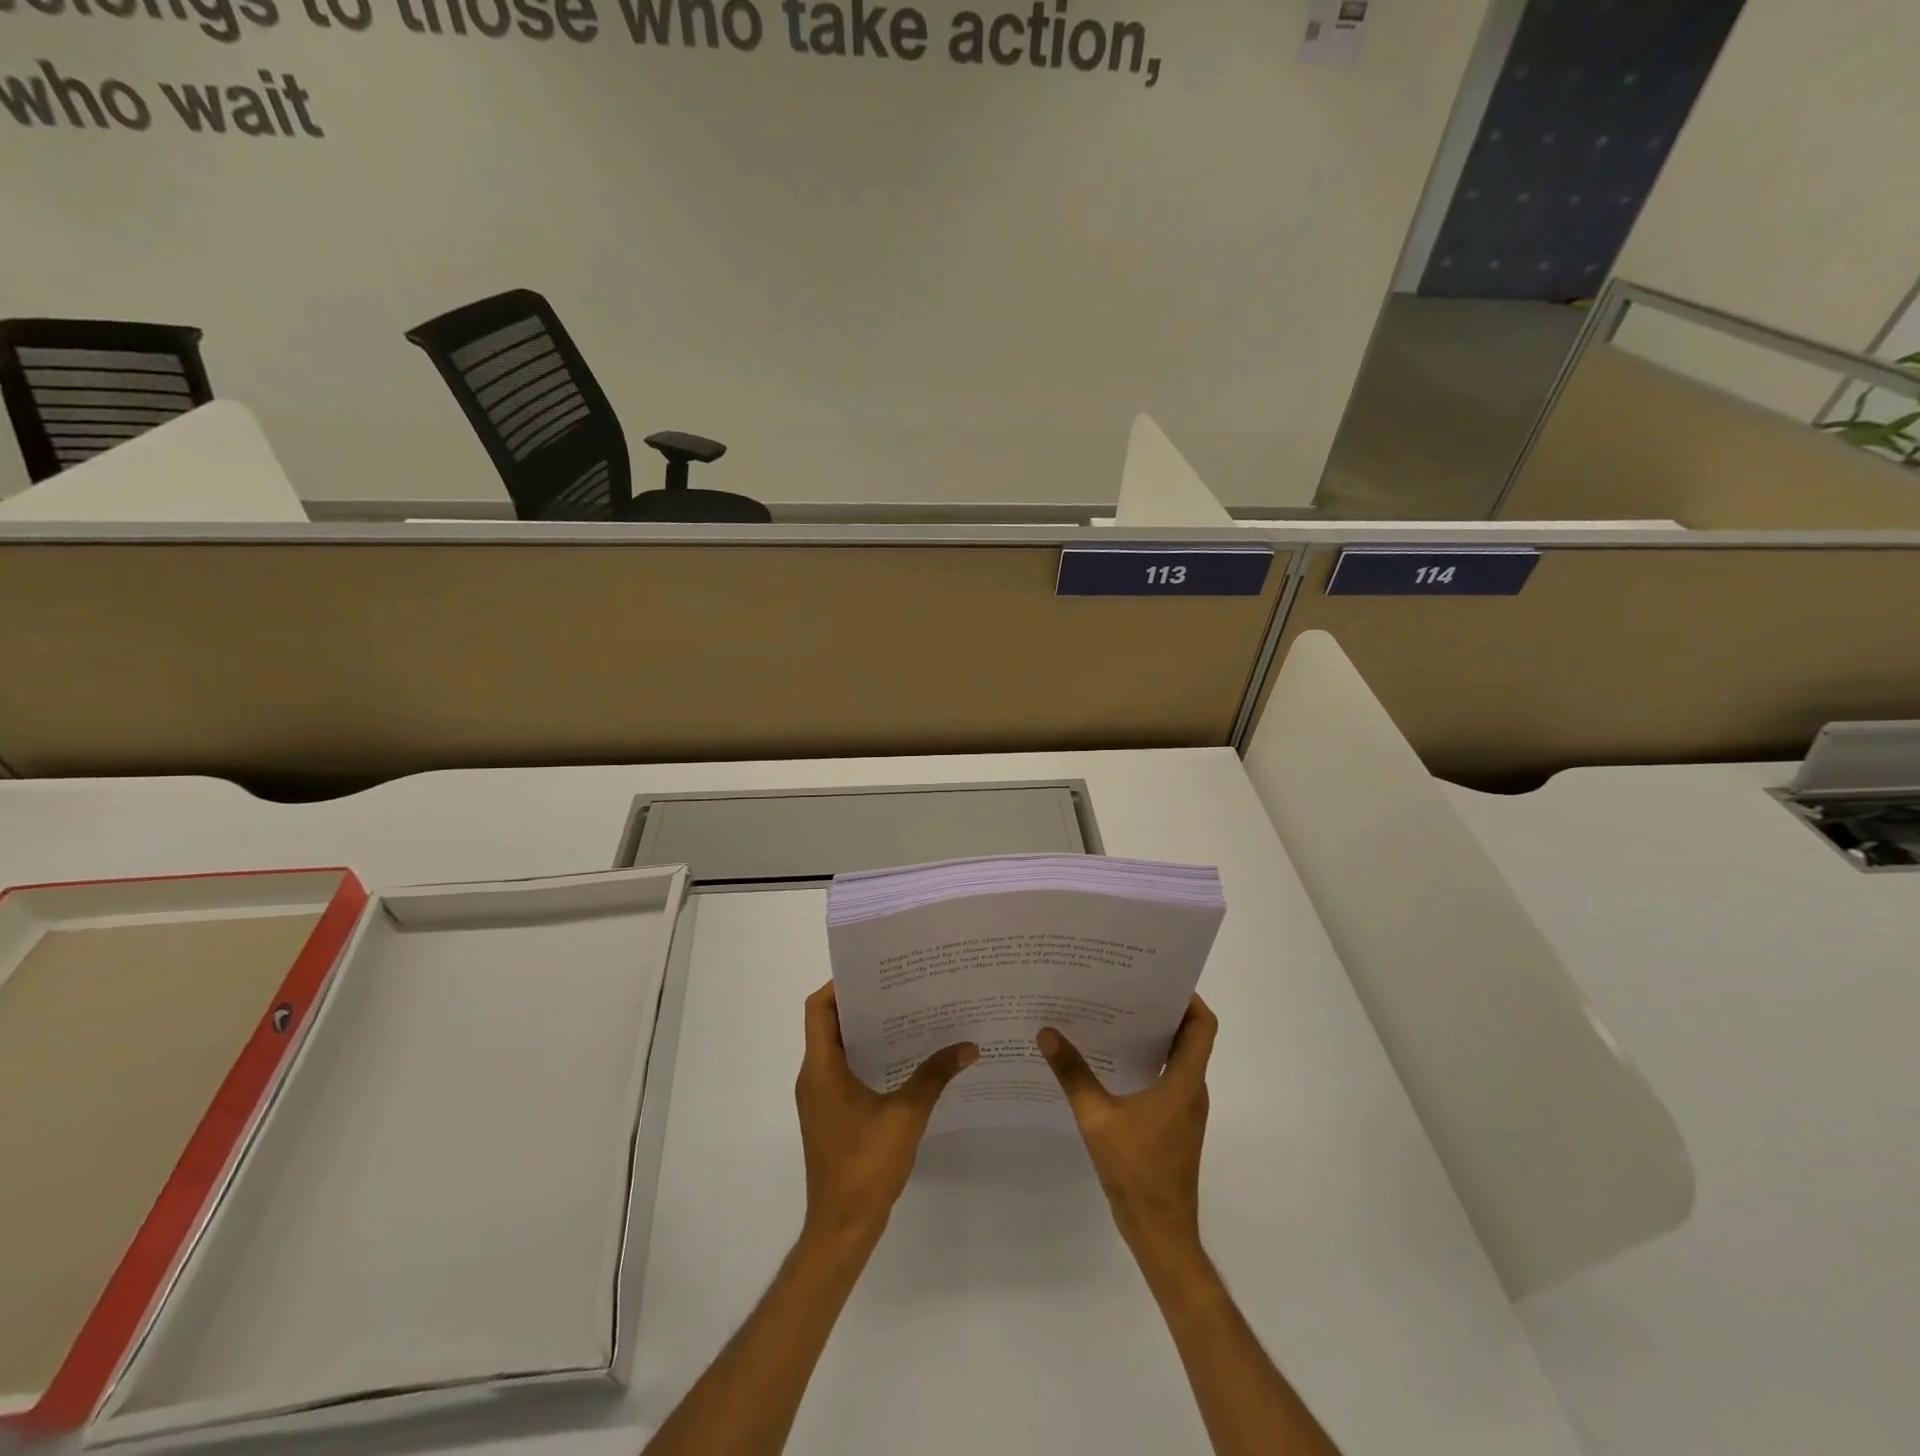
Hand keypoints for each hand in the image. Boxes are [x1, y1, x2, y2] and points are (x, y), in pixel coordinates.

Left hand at [796, 982, 976, 1252]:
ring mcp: (819, 1098)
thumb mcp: (906, 1115)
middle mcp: (813, 1076)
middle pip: (829, 1024)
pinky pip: (843, 1072)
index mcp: (821, 1068)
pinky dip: (866, 1058)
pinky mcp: (829, 1115)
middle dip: (862, 1004)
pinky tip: (902, 1060)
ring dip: (866, 1032)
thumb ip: (935, 1075)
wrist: (842, 1227)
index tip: (875, 972)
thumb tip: (967, 1046)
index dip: (840, 985)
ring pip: (837, 1049)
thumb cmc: (866, 1165)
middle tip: (901, 988)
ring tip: (907, 1016)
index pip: (819, 1009)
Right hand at [1038, 994, 1217, 1259]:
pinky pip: (1166, 1078)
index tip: (1157, 978)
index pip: (1202, 1025)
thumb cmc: (1137, 1171)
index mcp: (1184, 1081)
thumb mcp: (1097, 1119)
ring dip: (1153, 1035)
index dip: (1188, 997)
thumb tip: (1047, 1033)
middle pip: (1189, 1036)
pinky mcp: (1174, 1123)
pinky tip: (1110, 1059)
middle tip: (1124, 987)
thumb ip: (1073, 1074)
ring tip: (1113, 1014)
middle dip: (1161, 1009)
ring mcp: (1184, 1108)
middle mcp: (1191, 1089)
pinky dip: (1146, 1060)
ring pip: (1177, 1057)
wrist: (1160, 1233)